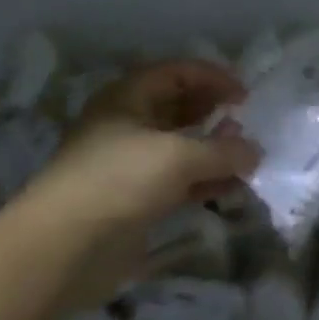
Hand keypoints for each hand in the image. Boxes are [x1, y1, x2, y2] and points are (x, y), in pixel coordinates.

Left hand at [15, 61, 258, 300]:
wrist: (64, 247)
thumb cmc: (119, 180)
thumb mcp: (177, 157)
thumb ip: (221, 151)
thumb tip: (254, 151)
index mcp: (128, 97)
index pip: (176, 73)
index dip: (212, 77)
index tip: (246, 96)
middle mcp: (127, 124)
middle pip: (177, 107)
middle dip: (213, 113)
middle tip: (246, 124)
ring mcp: (129, 163)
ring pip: (179, 147)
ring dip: (212, 150)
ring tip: (246, 159)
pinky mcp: (134, 199)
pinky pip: (176, 181)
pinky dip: (203, 182)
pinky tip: (230, 190)